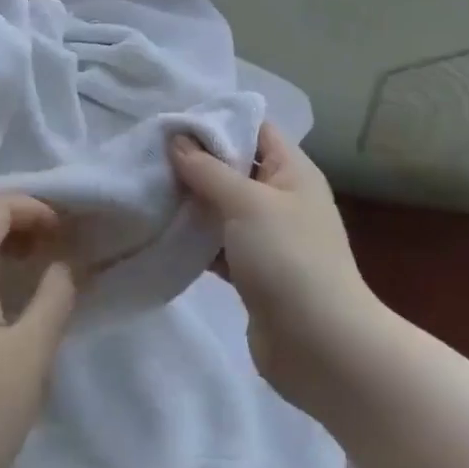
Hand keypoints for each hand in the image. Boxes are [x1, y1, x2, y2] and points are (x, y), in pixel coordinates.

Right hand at [171, 124, 378, 415]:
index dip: (218, 120)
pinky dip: (194, 237)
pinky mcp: (253, 271)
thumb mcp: (246, 202)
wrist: (321, 347)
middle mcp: (282, 198)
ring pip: (222, 206)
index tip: (173, 121)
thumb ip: (208, 170)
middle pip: (234, 167)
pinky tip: (160, 230)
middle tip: (150, 154)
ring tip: (147, 187)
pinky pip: (218, 243)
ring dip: (191, 200)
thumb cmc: (288, 258)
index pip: (255, 128)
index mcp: (292, 171)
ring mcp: (268, 237)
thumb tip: (176, 140)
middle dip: (195, 161)